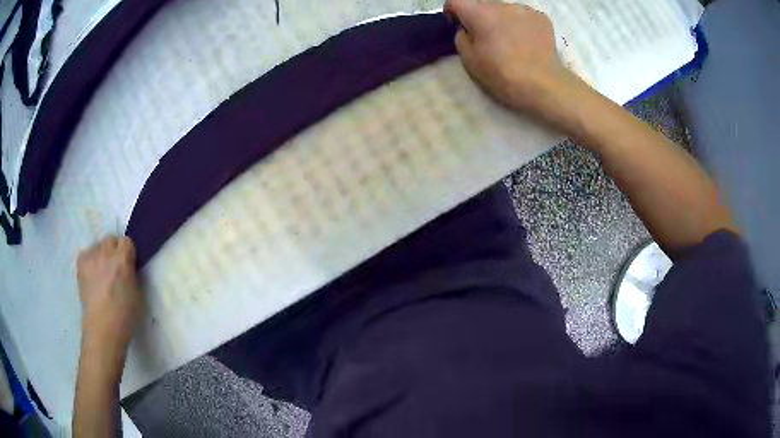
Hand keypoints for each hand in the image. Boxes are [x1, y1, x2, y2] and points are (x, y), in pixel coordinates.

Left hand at [77, 236, 143, 357]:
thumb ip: (132, 271)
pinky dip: (91, 261)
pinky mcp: (81, 263)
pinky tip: (93, 276)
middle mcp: (105, 252)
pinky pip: (88, 254)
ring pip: (98, 246)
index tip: (129, 266)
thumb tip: (129, 264)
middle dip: (114, 251)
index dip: (128, 254)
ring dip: (102, 256)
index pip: (127, 241)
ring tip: (102, 274)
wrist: (102, 329)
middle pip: (111, 240)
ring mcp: (91, 256)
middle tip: (115, 269)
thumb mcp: (137, 292)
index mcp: (122, 259)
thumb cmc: (124, 315)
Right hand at [445, 0, 588, 131]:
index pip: (456, 1)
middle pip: (482, 4)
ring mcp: (524, 9)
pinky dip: (520, 24)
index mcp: (478, 12)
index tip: (456, 23)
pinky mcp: (541, 17)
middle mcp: (500, 4)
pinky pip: (523, 15)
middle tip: (485, 36)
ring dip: (501, 19)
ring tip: (509, 39)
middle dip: (479, 15)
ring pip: (504, 9)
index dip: (453, 11)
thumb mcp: (469, 61)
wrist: (543, 85)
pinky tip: (526, 41)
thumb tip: (467, 30)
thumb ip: (461, 38)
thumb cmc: (502, 74)